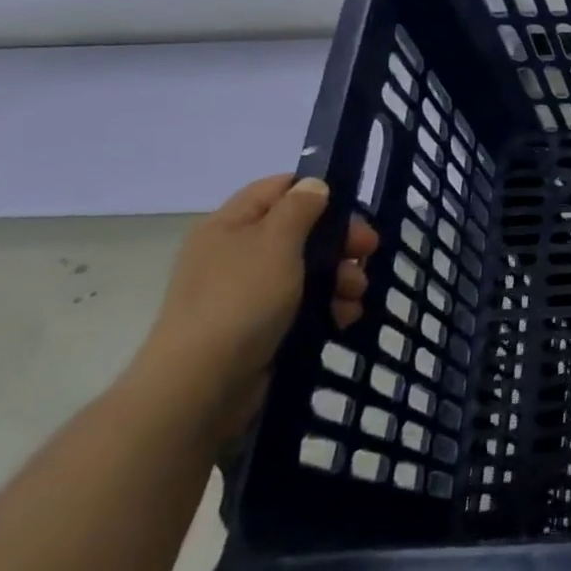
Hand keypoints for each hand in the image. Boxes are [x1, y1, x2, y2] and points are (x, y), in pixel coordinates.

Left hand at [132, 175, 378, 444]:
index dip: (316, 192)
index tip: (352, 210)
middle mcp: (235, 254)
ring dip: (339, 279)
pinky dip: (326, 308)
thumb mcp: (276, 242)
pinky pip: (302, 305)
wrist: (202, 385)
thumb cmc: (241, 300)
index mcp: (230, 225)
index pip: (277, 188)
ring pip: (307, 271)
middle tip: (368, 253)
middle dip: (338, 243)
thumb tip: (313, 185)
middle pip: (300, 231)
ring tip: (355, 297)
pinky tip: (342, 319)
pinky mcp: (258, 327)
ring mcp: (246, 293)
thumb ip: (300, 208)